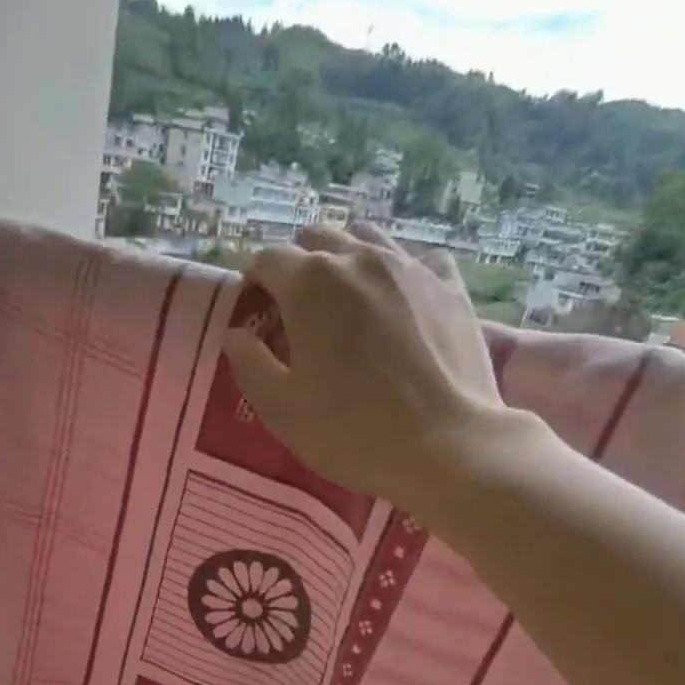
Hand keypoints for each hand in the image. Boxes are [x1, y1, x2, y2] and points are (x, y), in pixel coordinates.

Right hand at [222, 224, 529, 511]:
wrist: (443, 445)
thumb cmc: (350, 432)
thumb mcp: (281, 409)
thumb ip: (249, 364)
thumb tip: (236, 334)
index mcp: (310, 284)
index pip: (267, 259)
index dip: (253, 283)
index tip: (254, 314)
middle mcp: (359, 258)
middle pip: (316, 239)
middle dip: (297, 266)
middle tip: (295, 311)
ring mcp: (410, 266)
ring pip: (365, 238)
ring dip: (344, 260)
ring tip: (342, 301)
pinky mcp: (449, 284)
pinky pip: (414, 257)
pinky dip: (395, 270)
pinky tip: (394, 300)